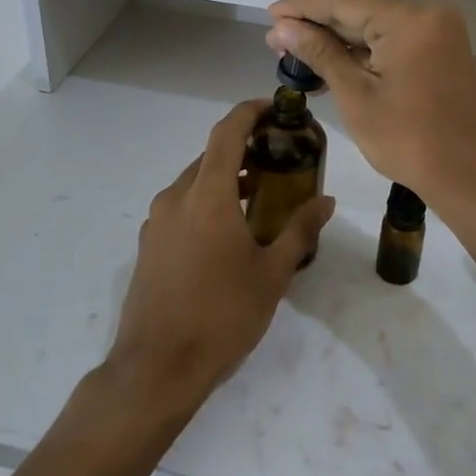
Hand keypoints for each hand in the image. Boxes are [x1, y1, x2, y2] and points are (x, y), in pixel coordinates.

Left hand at [106, 100, 335, 412]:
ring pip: (194, 183)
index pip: (227, 133)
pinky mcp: (148, 245)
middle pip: (211, 157)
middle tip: (278, 157)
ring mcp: (157, 221)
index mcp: (207, 196)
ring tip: (260, 194)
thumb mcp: (271, 274)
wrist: (157, 366)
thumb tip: (326, 201)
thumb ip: (299, 231)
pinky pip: (181, 207)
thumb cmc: (222, 315)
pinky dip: (207, 202)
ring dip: (226, 178)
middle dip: (243, 150)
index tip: (274, 108)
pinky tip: (228, 231)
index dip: (249, 112)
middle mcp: (176, 197)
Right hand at [265, 0, 475, 211]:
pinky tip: (330, 66)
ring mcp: (438, 35)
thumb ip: (320, 53)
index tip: (268, 16)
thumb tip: (283, 28)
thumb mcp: (356, 96)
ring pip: (376, 28)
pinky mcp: (441, 55)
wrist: (472, 178)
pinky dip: (362, 54)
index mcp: (409, 20)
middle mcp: (428, 16)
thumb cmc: (410, 140)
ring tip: (294, 55)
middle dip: (317, 26)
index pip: (343, 1)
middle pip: (360, 11)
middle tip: (275, 41)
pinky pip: (393, 44)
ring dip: (337, 41)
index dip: (301, 7)